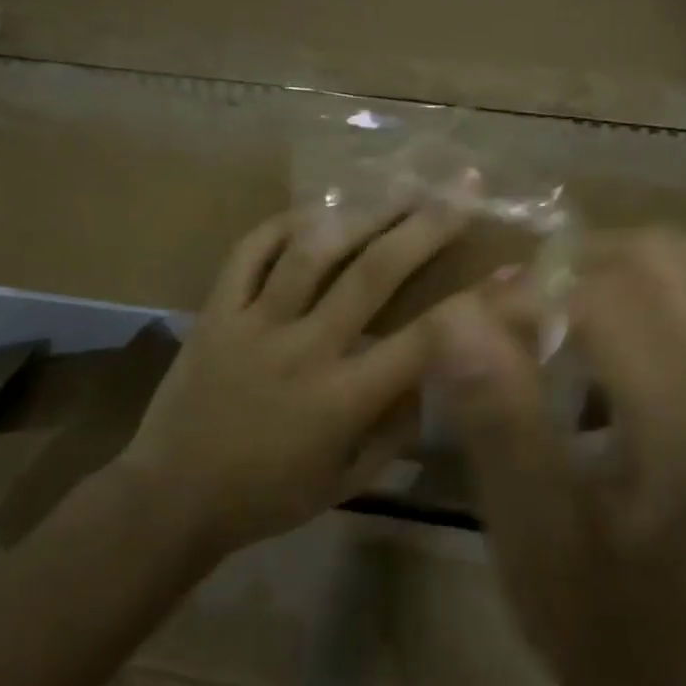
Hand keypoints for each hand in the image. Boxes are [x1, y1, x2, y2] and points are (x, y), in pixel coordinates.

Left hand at [121, 186, 474, 554]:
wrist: (171, 498)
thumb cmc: (267, 498)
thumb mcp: (346, 481)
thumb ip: (394, 430)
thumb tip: (427, 378)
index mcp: (342, 398)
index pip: (425, 341)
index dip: (478, 305)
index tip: (515, 273)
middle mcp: (303, 348)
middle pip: (373, 274)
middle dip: (426, 226)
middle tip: (461, 187)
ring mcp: (254, 324)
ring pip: (312, 252)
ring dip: (361, 214)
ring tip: (398, 186)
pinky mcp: (214, 312)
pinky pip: (246, 254)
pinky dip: (279, 226)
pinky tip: (313, 210)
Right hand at [428, 230, 685, 685]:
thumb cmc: (599, 616)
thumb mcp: (529, 533)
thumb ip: (498, 420)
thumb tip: (456, 316)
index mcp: (685, 429)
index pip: (608, 299)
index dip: (530, 293)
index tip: (478, 326)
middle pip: (662, 260)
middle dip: (577, 263)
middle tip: (520, 306)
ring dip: (621, 265)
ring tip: (564, 306)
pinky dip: (664, 286)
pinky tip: (620, 327)